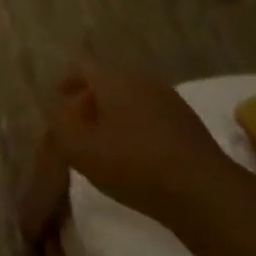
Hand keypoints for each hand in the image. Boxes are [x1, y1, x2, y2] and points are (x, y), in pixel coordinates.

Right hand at [48, 63, 229, 221]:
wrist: (203, 191)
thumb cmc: (133, 164)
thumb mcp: (80, 148)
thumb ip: (59, 124)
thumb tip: (53, 107)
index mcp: (114, 79)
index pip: (82, 65)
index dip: (65, 81)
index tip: (56, 102)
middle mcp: (142, 80)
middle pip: (107, 80)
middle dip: (88, 100)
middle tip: (76, 127)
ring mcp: (169, 100)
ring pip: (130, 98)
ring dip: (112, 114)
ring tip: (102, 144)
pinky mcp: (186, 123)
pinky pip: (150, 114)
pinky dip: (134, 126)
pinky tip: (133, 156)